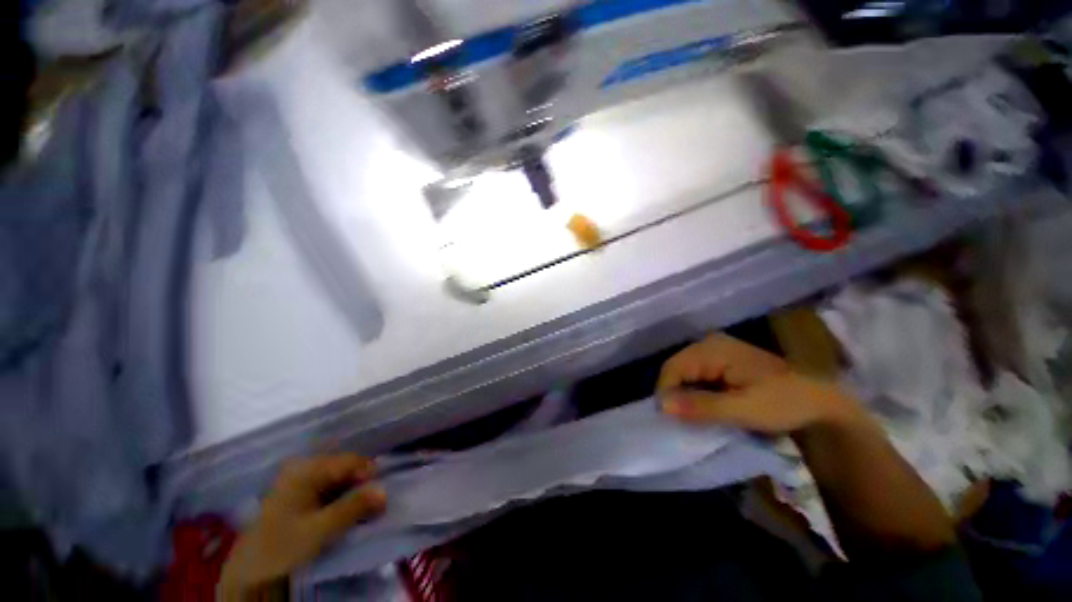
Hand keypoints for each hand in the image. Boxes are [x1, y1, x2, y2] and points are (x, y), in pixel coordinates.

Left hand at [219, 454, 385, 599]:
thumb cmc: (283, 546)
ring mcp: (298, 481)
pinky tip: (343, 514)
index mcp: (306, 469)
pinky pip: (328, 490)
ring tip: (359, 513)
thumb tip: (385, 491)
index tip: (379, 496)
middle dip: (361, 485)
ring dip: (352, 494)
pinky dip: (340, 500)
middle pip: (344, 469)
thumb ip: (353, 507)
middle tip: (372, 506)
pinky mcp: (297, 495)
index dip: (368, 475)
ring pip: (338, 480)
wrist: (249, 574)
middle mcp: (302, 468)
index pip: (350, 461)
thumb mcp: (320, 529)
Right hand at [657, 333, 863, 434]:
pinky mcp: (721, 362)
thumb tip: (661, 406)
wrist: (822, 403)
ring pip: (685, 374)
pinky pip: (697, 377)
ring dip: (686, 396)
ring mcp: (715, 352)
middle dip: (675, 395)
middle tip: (681, 421)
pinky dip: (697, 394)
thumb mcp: (743, 409)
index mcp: (712, 349)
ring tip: (692, 417)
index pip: (672, 368)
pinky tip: (705, 408)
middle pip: (676, 369)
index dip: (666, 393)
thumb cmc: (785, 403)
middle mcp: (709, 344)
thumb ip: (701, 406)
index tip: (670, 420)